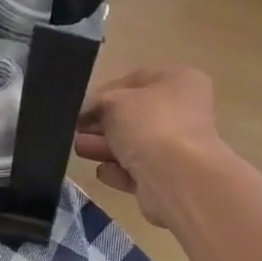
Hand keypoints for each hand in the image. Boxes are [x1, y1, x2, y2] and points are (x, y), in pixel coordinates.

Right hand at [74, 67, 226, 226]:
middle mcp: (185, 112)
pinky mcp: (171, 179)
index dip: (104, 92)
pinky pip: (140, 171)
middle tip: (76, 129)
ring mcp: (181, 148)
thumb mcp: (113, 101)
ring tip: (79, 149)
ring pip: (136, 144)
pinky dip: (120, 171)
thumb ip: (96, 102)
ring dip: (106, 146)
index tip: (81, 106)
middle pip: (135, 115)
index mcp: (180, 81)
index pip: (135, 80)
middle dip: (102, 123)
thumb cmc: (149, 126)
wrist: (177, 179)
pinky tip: (102, 172)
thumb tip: (86, 111)